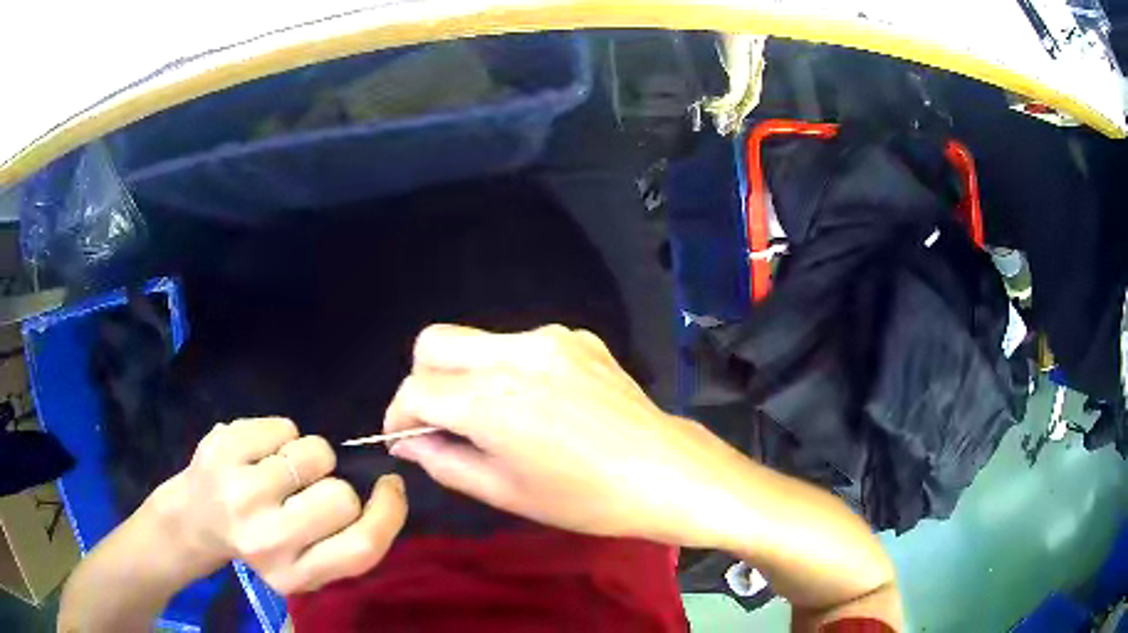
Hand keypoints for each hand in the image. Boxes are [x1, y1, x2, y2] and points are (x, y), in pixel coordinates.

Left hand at [148, 417, 406, 593]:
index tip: (389, 487)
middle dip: (335, 483)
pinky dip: (280, 434)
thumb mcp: (305, 562)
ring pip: (315, 453)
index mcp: (294, 576)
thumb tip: (387, 491)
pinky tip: (258, 452)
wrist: (193, 519)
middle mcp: (267, 541)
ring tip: (281, 469)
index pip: (362, 546)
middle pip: (342, 497)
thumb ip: (344, 542)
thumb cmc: (258, 540)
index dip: (388, 512)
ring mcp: (240, 493)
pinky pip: (285, 426)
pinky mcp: (223, 450)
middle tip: (308, 488)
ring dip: (309, 455)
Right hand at [385, 324, 745, 545]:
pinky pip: (520, 344)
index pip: (415, 389)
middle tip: (439, 418)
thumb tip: (407, 440)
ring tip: (496, 415)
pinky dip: (509, 369)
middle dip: (422, 378)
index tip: (405, 436)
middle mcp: (513, 354)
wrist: (663, 471)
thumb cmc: (582, 498)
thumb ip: (443, 460)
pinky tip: (541, 403)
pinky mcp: (577, 337)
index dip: (399, 415)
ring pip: (477, 340)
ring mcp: (549, 338)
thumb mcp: (504, 491)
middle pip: (434, 341)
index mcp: (490, 400)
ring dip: (467, 373)